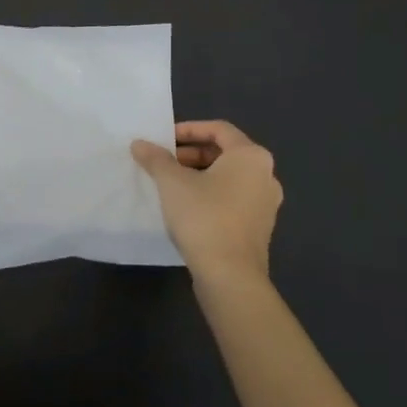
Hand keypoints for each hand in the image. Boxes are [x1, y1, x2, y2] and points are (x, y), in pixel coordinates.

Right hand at [131, 120, 282, 287]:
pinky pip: (233, 199)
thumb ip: (156, 158)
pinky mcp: (260, 228)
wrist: (231, 277)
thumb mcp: (172, 182)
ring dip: (200, 175)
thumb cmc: (204, 217)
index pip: (219, 129)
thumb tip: (140, 143)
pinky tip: (187, 208)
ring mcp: (266, 204)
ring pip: (229, 178)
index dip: (189, 129)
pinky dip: (211, 195)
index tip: (164, 139)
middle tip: (164, 162)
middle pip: (225, 153)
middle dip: (192, 154)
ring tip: (171, 185)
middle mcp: (265, 175)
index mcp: (251, 156)